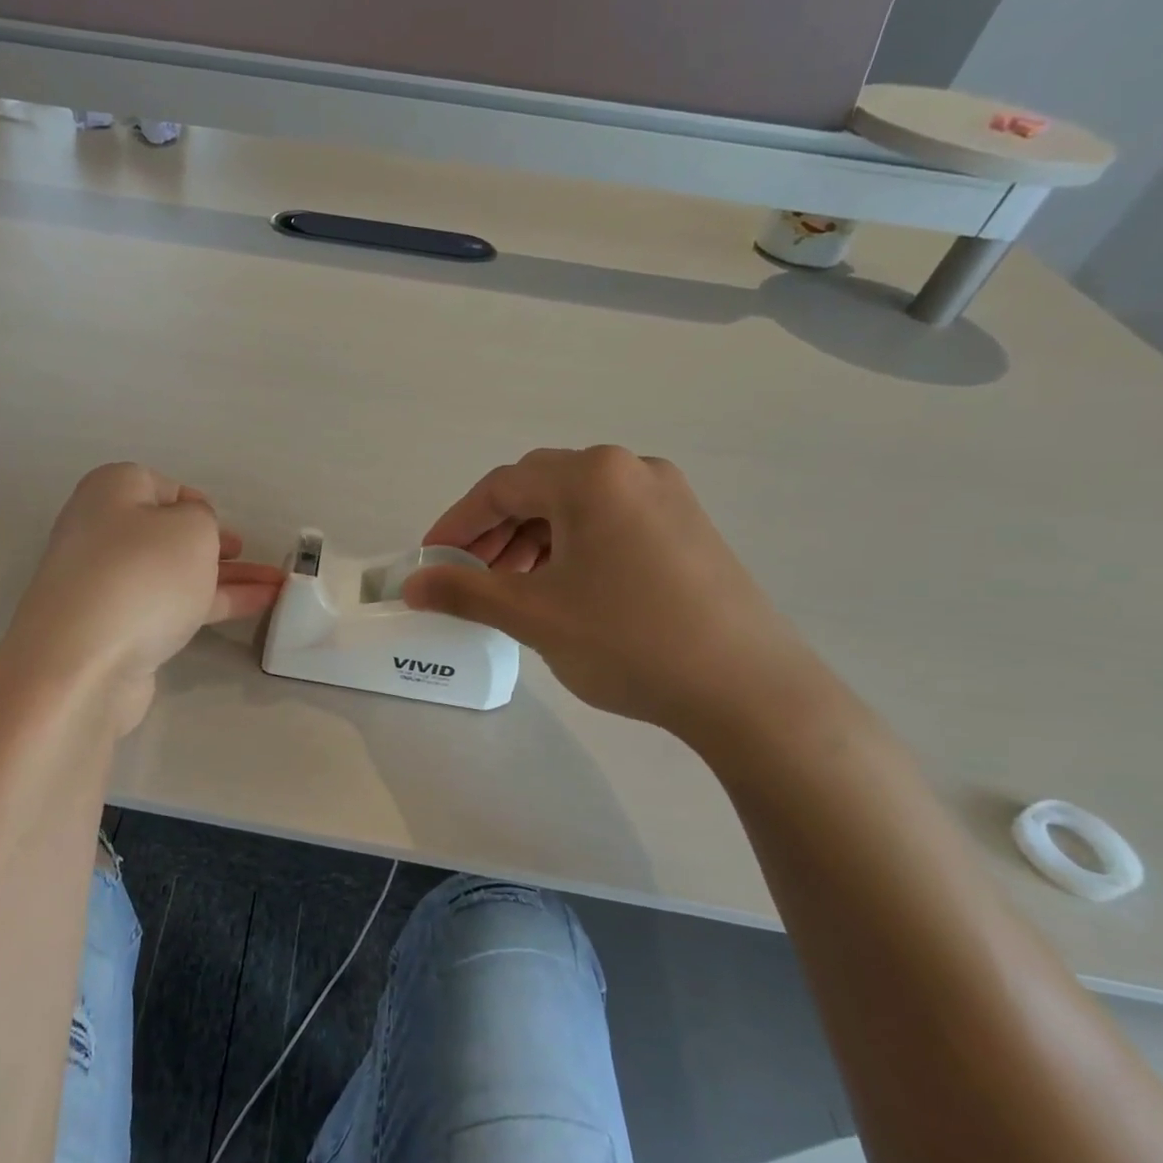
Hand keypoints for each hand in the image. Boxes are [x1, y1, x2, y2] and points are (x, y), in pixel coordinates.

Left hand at [0, 463, 285, 732]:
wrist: (83, 663)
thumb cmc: (142, 575)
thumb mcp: (191, 528)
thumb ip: (203, 520)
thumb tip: (189, 534)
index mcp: (110, 492)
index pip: (158, 486)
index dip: (195, 502)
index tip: (224, 524)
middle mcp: (101, 533)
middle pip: (166, 533)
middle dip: (212, 544)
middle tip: (246, 555)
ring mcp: (106, 585)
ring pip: (175, 573)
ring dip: (224, 577)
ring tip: (276, 586)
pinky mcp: (116, 629)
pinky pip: (171, 606)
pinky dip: (210, 604)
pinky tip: (253, 608)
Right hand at [406, 446, 829, 741]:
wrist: (750, 691)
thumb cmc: (629, 640)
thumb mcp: (533, 615)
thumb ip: (463, 592)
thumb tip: (411, 586)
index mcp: (592, 476)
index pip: (501, 487)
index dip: (456, 524)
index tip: (429, 562)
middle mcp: (632, 470)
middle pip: (539, 489)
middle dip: (493, 532)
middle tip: (467, 576)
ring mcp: (668, 497)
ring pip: (575, 508)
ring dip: (531, 541)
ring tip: (511, 589)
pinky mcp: (689, 529)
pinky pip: (609, 524)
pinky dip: (571, 549)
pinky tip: (563, 589)